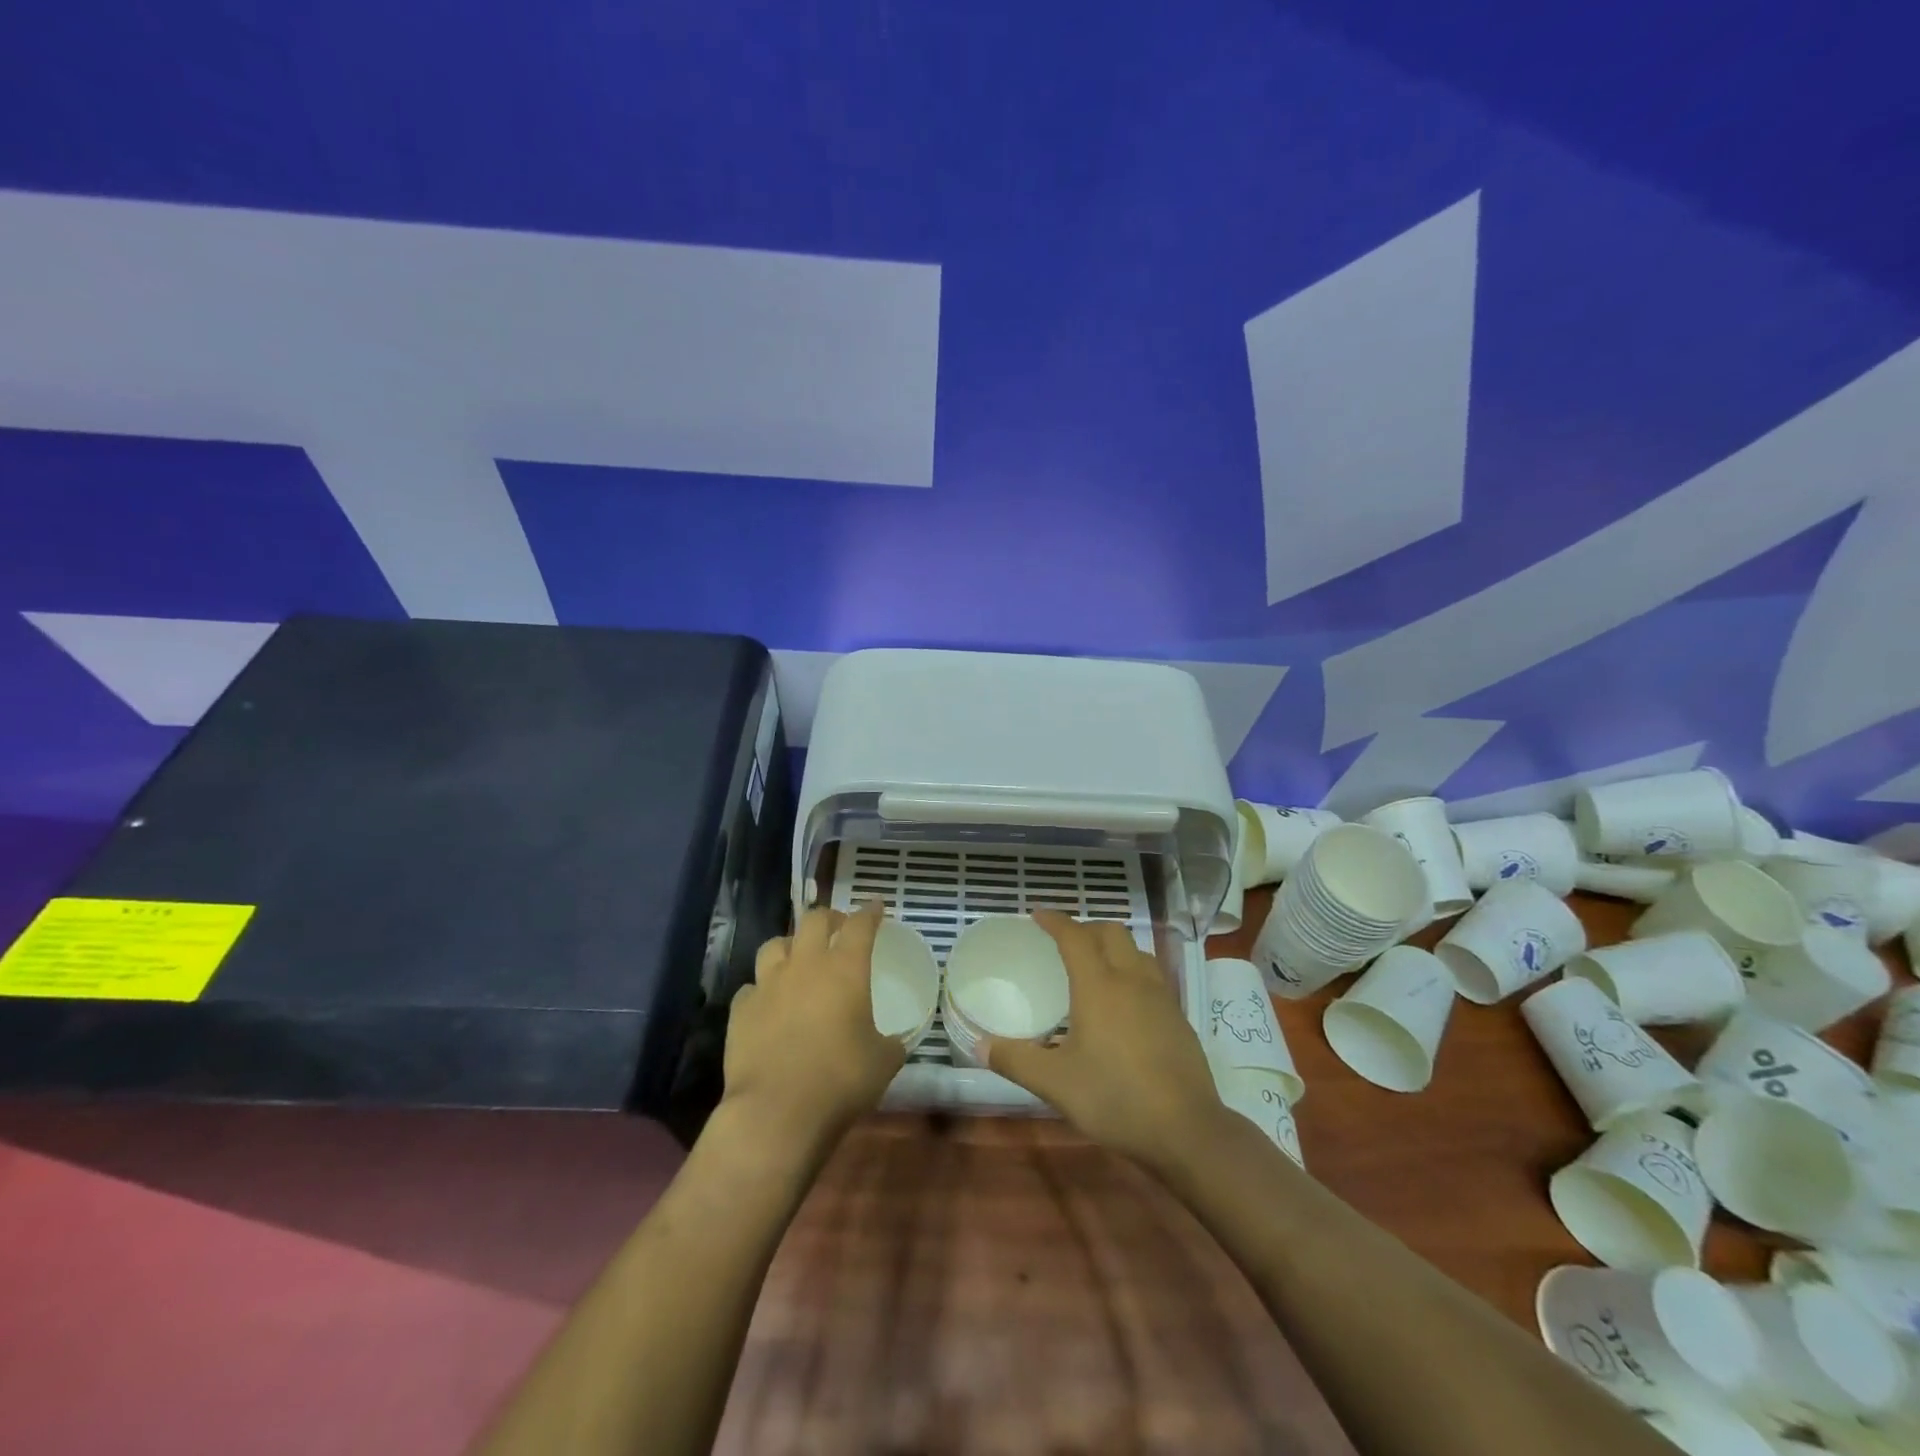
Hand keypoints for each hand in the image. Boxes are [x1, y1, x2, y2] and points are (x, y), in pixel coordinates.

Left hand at [722, 903, 905, 1150]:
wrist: (777, 1111)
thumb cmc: (840, 1080)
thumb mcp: (883, 1062)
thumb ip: (890, 1043)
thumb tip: (893, 1042)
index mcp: (845, 969)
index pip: (860, 925)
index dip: (870, 913)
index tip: (876, 906)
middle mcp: (805, 965)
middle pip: (814, 920)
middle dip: (830, 918)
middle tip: (838, 928)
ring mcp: (768, 985)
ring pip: (775, 944)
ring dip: (791, 945)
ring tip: (798, 958)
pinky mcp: (741, 1010)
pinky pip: (752, 987)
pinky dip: (763, 989)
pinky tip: (769, 1003)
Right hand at [984, 911, 1230, 1171]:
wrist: (1187, 1130)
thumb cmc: (1114, 1098)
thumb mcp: (1055, 1083)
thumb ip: (1016, 1061)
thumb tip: (980, 1047)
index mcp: (1099, 985)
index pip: (1075, 936)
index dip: (1055, 921)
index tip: (1037, 915)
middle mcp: (1132, 980)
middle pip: (1111, 932)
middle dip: (1085, 927)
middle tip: (1064, 941)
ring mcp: (1161, 997)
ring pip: (1136, 951)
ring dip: (1113, 946)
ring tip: (1095, 966)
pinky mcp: (1179, 1018)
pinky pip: (1151, 976)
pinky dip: (1132, 971)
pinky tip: (1124, 1003)